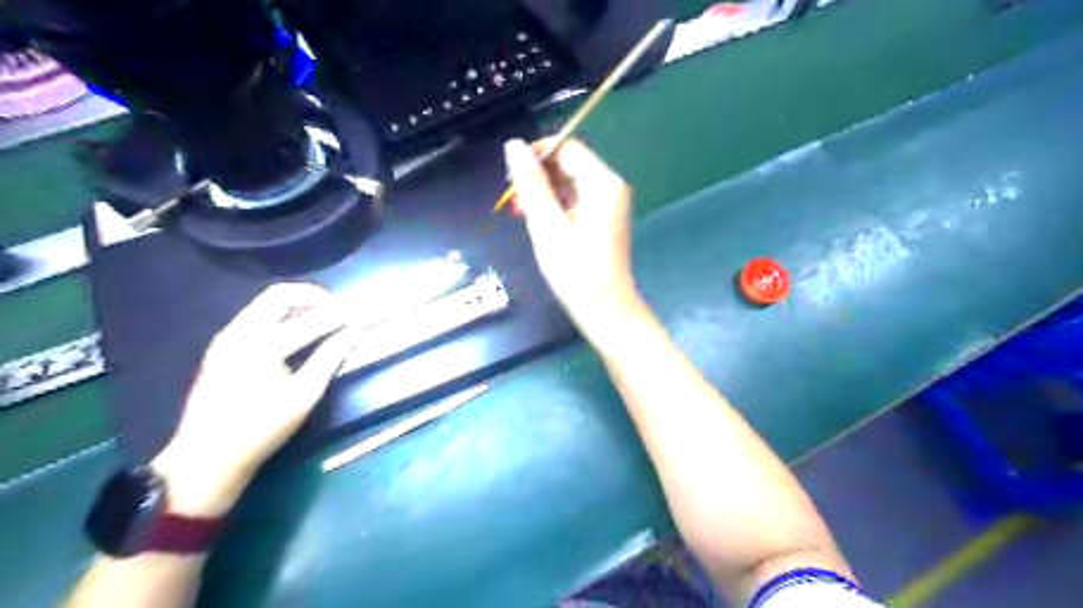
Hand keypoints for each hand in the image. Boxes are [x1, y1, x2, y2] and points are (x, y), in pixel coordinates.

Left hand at [148, 283, 348, 514]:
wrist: (206, 458)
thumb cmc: (262, 429)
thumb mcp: (304, 395)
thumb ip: (330, 358)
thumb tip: (353, 333)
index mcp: (262, 345)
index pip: (310, 319)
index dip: (337, 316)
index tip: (357, 315)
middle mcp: (240, 332)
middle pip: (279, 295)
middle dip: (312, 297)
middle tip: (337, 308)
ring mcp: (226, 338)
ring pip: (264, 304)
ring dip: (295, 304)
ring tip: (321, 318)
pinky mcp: (220, 347)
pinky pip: (254, 317)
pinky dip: (279, 316)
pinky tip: (295, 332)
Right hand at [504, 138, 637, 341]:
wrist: (606, 310)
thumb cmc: (576, 271)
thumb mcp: (547, 225)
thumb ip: (531, 184)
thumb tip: (514, 145)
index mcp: (602, 183)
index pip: (566, 148)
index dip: (536, 154)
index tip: (511, 175)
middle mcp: (609, 187)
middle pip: (569, 164)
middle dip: (538, 176)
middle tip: (513, 200)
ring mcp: (608, 205)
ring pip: (570, 184)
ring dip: (543, 193)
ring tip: (520, 213)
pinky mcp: (603, 221)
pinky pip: (575, 202)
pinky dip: (555, 207)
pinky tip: (539, 223)